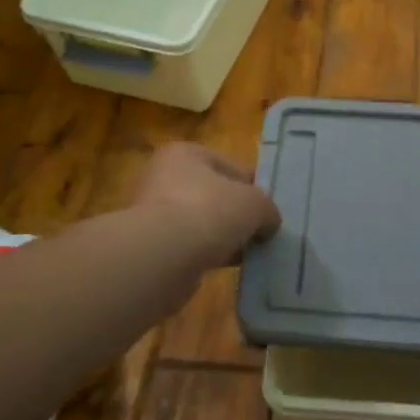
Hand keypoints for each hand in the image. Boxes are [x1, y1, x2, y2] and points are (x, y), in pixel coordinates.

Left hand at [131, 143, 280, 270]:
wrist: (164, 256)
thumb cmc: (210, 211)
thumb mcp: (255, 203)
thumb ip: (267, 208)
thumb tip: (268, 223)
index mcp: (184, 153)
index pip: (229, 165)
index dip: (252, 186)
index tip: (268, 207)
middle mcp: (163, 176)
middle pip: (213, 194)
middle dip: (235, 213)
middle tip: (260, 231)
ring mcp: (153, 212)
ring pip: (201, 222)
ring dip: (222, 236)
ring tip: (247, 252)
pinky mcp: (151, 244)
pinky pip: (189, 245)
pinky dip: (207, 254)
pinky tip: (226, 266)